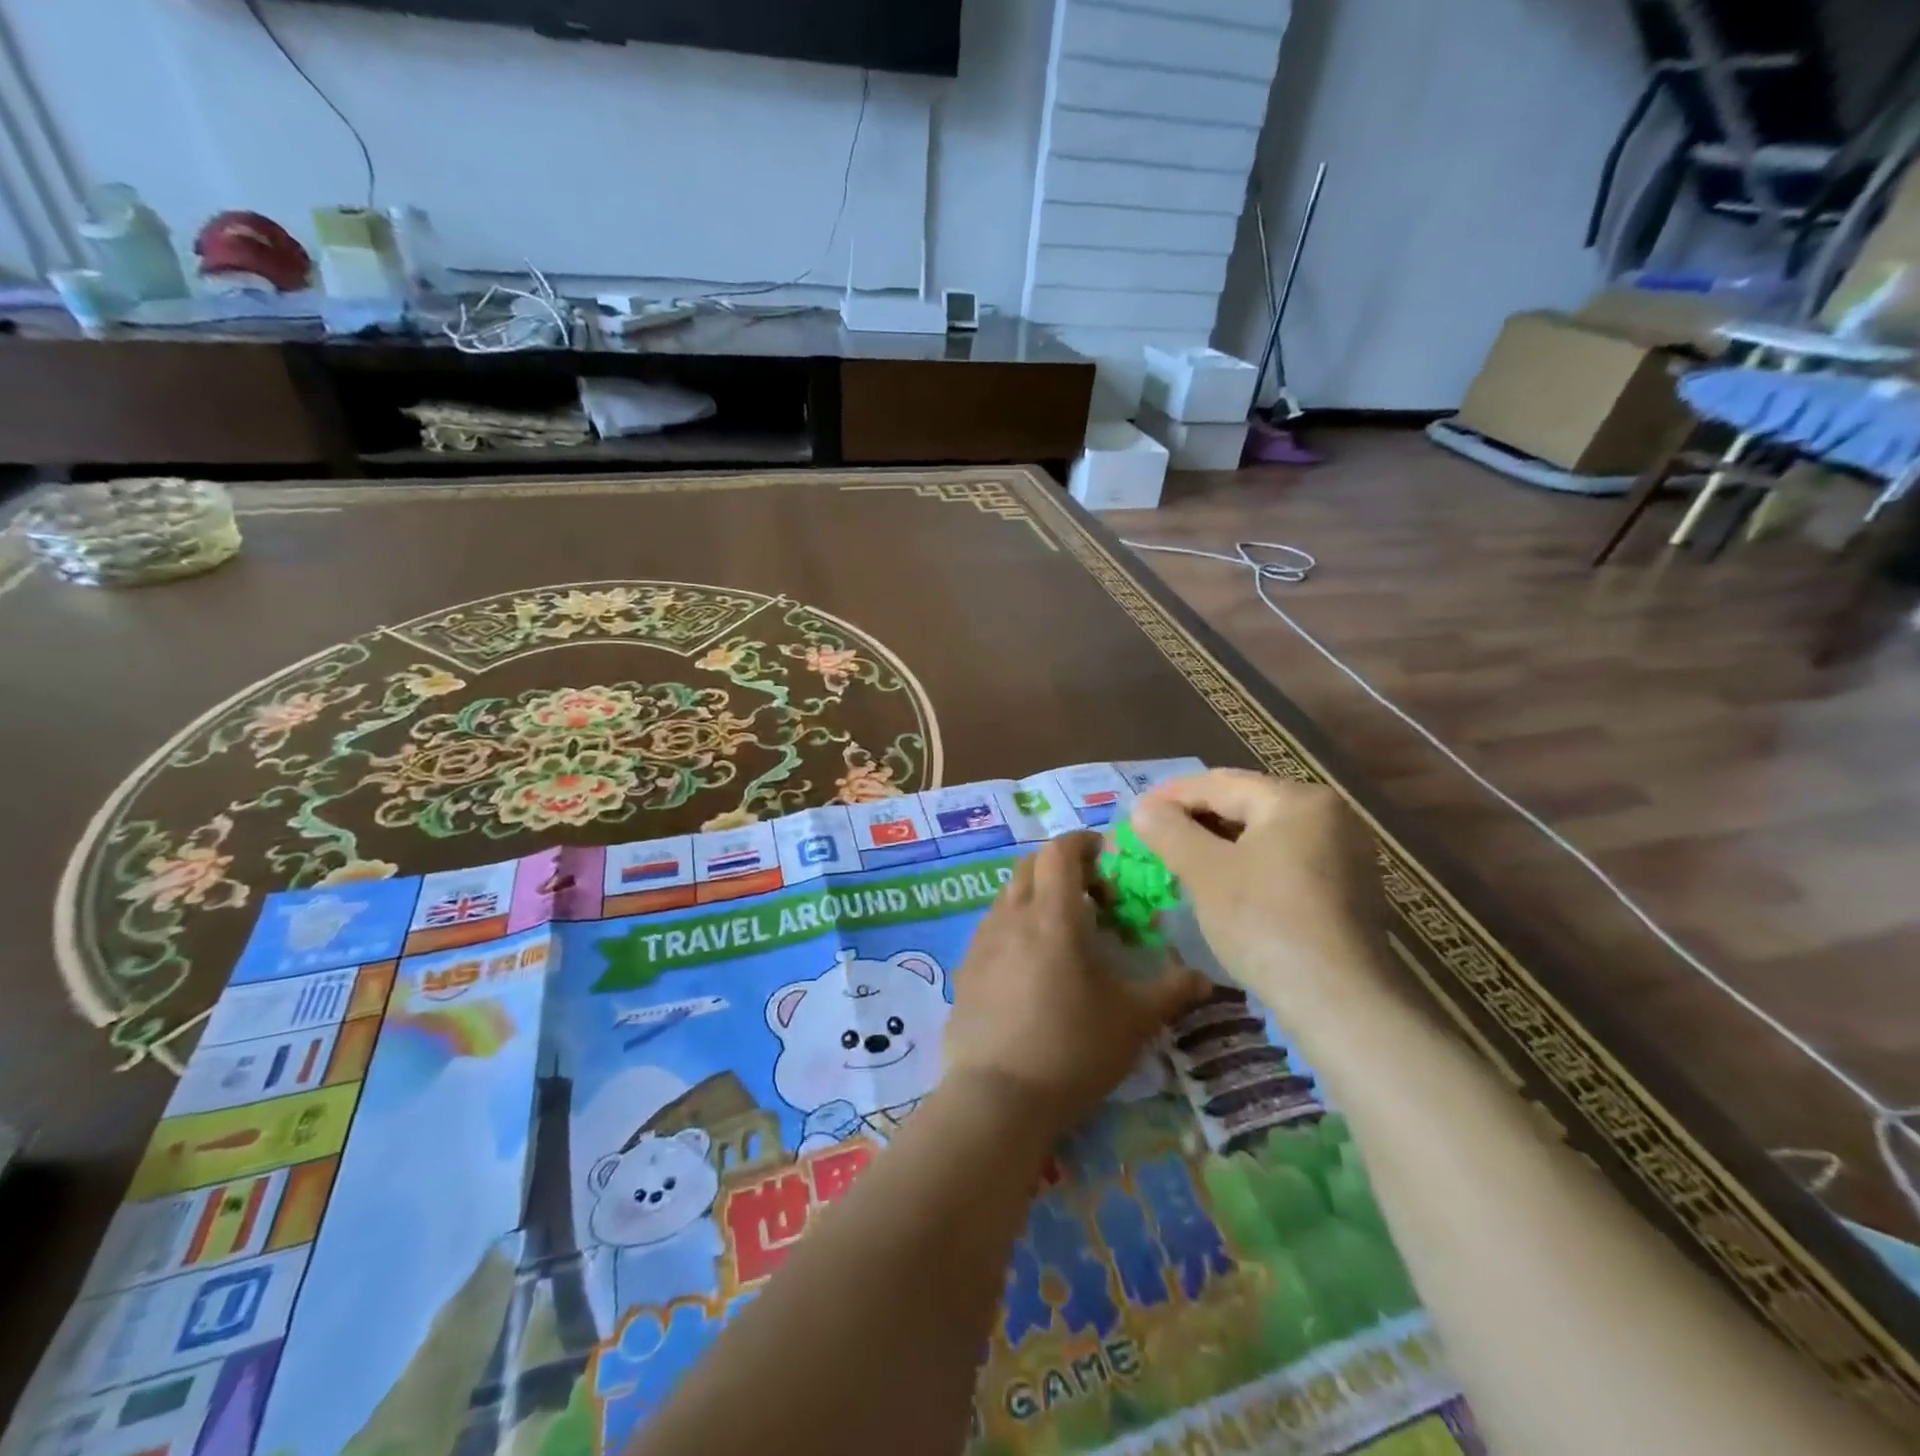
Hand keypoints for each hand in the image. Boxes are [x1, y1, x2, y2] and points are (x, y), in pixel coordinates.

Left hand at [942, 832, 1209, 1136]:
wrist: (997, 1098)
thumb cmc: (1073, 1050)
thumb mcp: (1133, 1021)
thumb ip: (1171, 991)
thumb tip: (1205, 979)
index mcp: (1052, 915)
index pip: (1060, 851)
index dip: (1083, 843)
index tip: (1106, 855)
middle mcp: (1011, 916)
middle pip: (1030, 866)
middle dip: (1060, 867)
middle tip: (1091, 896)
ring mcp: (982, 941)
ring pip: (1009, 895)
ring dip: (1035, 896)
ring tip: (1061, 932)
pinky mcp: (965, 968)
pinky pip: (992, 927)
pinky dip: (1015, 926)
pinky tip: (1030, 966)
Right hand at [1131, 770, 1392, 1029]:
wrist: (1340, 1002)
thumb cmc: (1265, 923)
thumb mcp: (1205, 872)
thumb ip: (1169, 831)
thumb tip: (1143, 808)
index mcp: (1296, 799)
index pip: (1219, 784)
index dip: (1170, 797)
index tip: (1134, 814)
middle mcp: (1328, 815)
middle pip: (1244, 805)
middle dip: (1195, 820)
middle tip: (1153, 838)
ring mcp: (1344, 852)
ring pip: (1263, 834)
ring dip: (1218, 844)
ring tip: (1180, 861)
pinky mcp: (1346, 889)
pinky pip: (1283, 860)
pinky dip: (1247, 865)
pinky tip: (1222, 886)